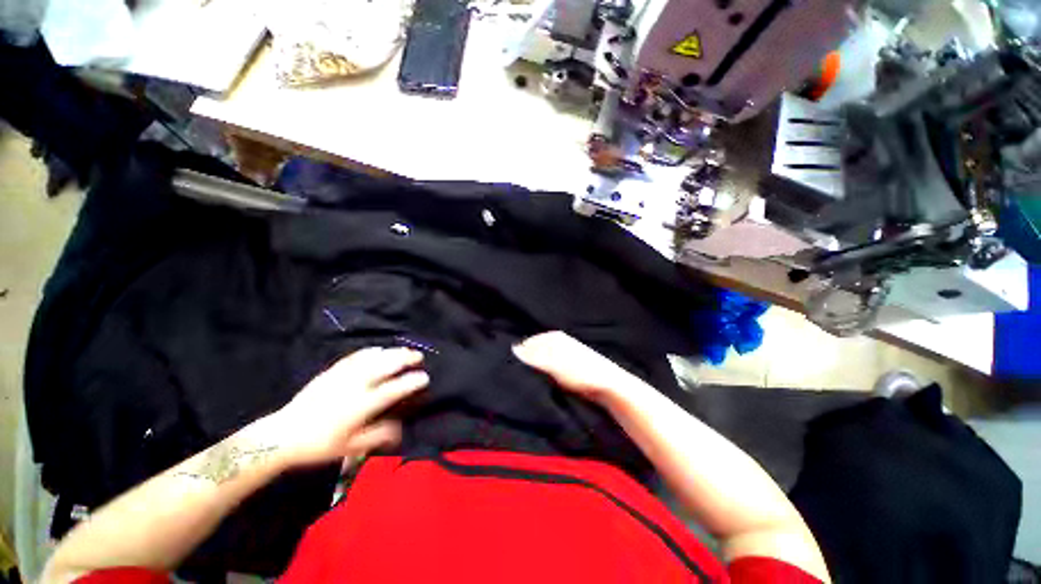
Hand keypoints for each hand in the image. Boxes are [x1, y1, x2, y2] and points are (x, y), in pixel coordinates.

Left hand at [263, 347, 427, 467]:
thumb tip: (400, 428)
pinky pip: (355, 357)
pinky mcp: (331, 372)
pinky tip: (378, 350)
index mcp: (361, 406)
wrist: (283, 435)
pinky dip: (370, 352)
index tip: (424, 378)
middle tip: (418, 357)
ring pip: (372, 358)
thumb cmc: (319, 444)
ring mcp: (342, 377)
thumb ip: (377, 436)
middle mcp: (355, 387)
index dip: (411, 382)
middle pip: (385, 366)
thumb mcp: (350, 447)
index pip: (392, 390)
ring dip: (391, 352)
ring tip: (404, 350)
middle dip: (405, 359)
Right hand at [512, 331, 644, 403]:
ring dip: (533, 367)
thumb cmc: (581, 372)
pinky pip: (549, 365)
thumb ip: (534, 357)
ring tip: (525, 379)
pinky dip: (542, 371)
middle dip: (525, 360)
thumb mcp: (555, 364)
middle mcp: (557, 341)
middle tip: (515, 374)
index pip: (528, 343)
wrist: (608, 385)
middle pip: (534, 349)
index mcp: (553, 337)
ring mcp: (563, 352)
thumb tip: (514, 350)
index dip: (518, 354)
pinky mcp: (567, 364)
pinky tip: (540, 381)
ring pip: (541, 357)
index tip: (509, 367)